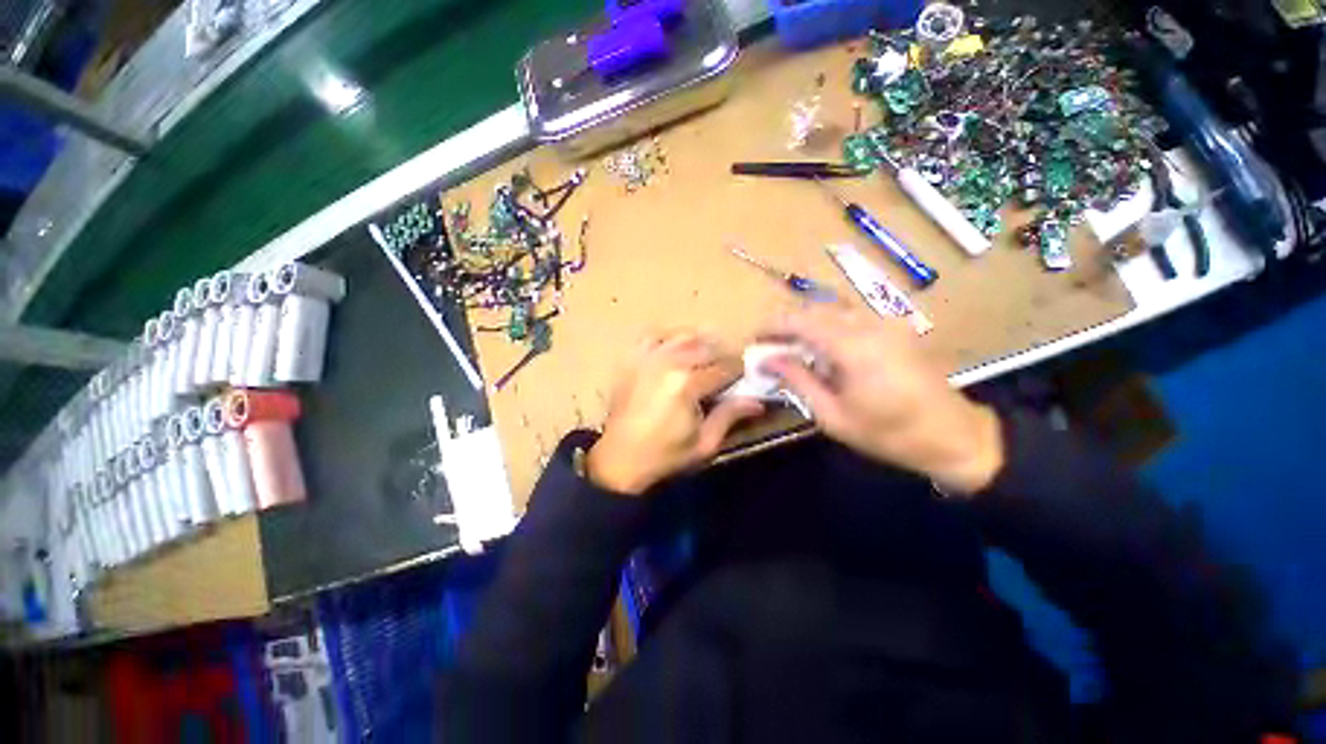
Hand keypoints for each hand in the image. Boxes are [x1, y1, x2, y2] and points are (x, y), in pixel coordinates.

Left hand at [587, 332, 764, 494]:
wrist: (619, 459)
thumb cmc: (665, 455)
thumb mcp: (704, 443)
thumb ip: (730, 416)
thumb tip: (757, 402)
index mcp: (687, 383)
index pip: (725, 366)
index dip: (740, 372)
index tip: (745, 379)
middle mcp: (668, 362)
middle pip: (707, 346)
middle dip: (723, 357)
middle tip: (727, 372)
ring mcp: (647, 357)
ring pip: (683, 335)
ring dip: (700, 344)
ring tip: (705, 360)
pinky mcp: (632, 360)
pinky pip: (654, 337)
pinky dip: (669, 339)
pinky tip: (675, 352)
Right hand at [762, 304, 1003, 495]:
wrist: (954, 436)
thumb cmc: (888, 434)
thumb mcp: (832, 415)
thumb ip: (797, 381)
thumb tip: (767, 360)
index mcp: (853, 346)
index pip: (800, 320)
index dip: (772, 326)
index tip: (754, 340)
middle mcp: (869, 324)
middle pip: (814, 309)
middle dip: (786, 325)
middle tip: (769, 347)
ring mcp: (886, 322)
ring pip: (832, 310)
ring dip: (806, 325)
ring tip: (790, 349)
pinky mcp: (894, 327)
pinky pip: (850, 317)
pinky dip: (827, 328)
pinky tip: (822, 351)